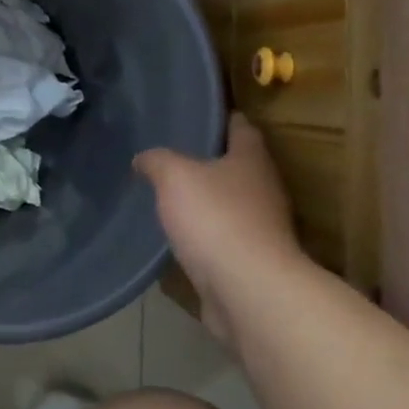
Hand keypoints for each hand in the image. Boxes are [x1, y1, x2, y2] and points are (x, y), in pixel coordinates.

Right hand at [135, 113, 305, 345]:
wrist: (249, 292)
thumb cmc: (216, 218)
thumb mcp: (174, 176)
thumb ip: (157, 161)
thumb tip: (144, 158)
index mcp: (252, 160)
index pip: (242, 127)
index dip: (221, 118)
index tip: (197, 115)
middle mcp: (264, 190)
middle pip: (238, 167)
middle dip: (210, 162)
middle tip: (172, 156)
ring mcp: (262, 230)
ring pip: (232, 205)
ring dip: (208, 202)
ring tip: (170, 197)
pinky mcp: (252, 264)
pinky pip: (225, 240)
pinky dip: (206, 237)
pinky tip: (180, 237)